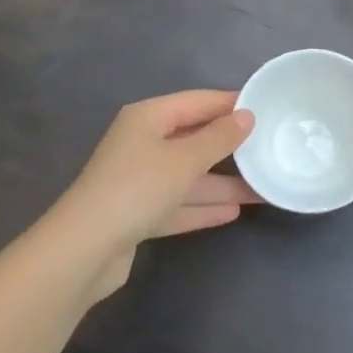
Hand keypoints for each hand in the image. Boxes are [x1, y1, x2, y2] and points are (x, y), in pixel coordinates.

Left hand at [54, 90, 258, 299]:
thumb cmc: (137, 188)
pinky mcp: (137, 214)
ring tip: (262, 189)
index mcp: (148, 117)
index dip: (231, 104)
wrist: (83, 251)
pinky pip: (178, 203)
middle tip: (269, 148)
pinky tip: (233, 212)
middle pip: (194, 139)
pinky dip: (202, 206)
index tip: (266, 108)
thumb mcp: (184, 159)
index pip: (198, 102)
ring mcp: (139, 180)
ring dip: (222, 183)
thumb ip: (219, 138)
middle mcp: (142, 142)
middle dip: (230, 148)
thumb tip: (247, 115)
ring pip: (188, 176)